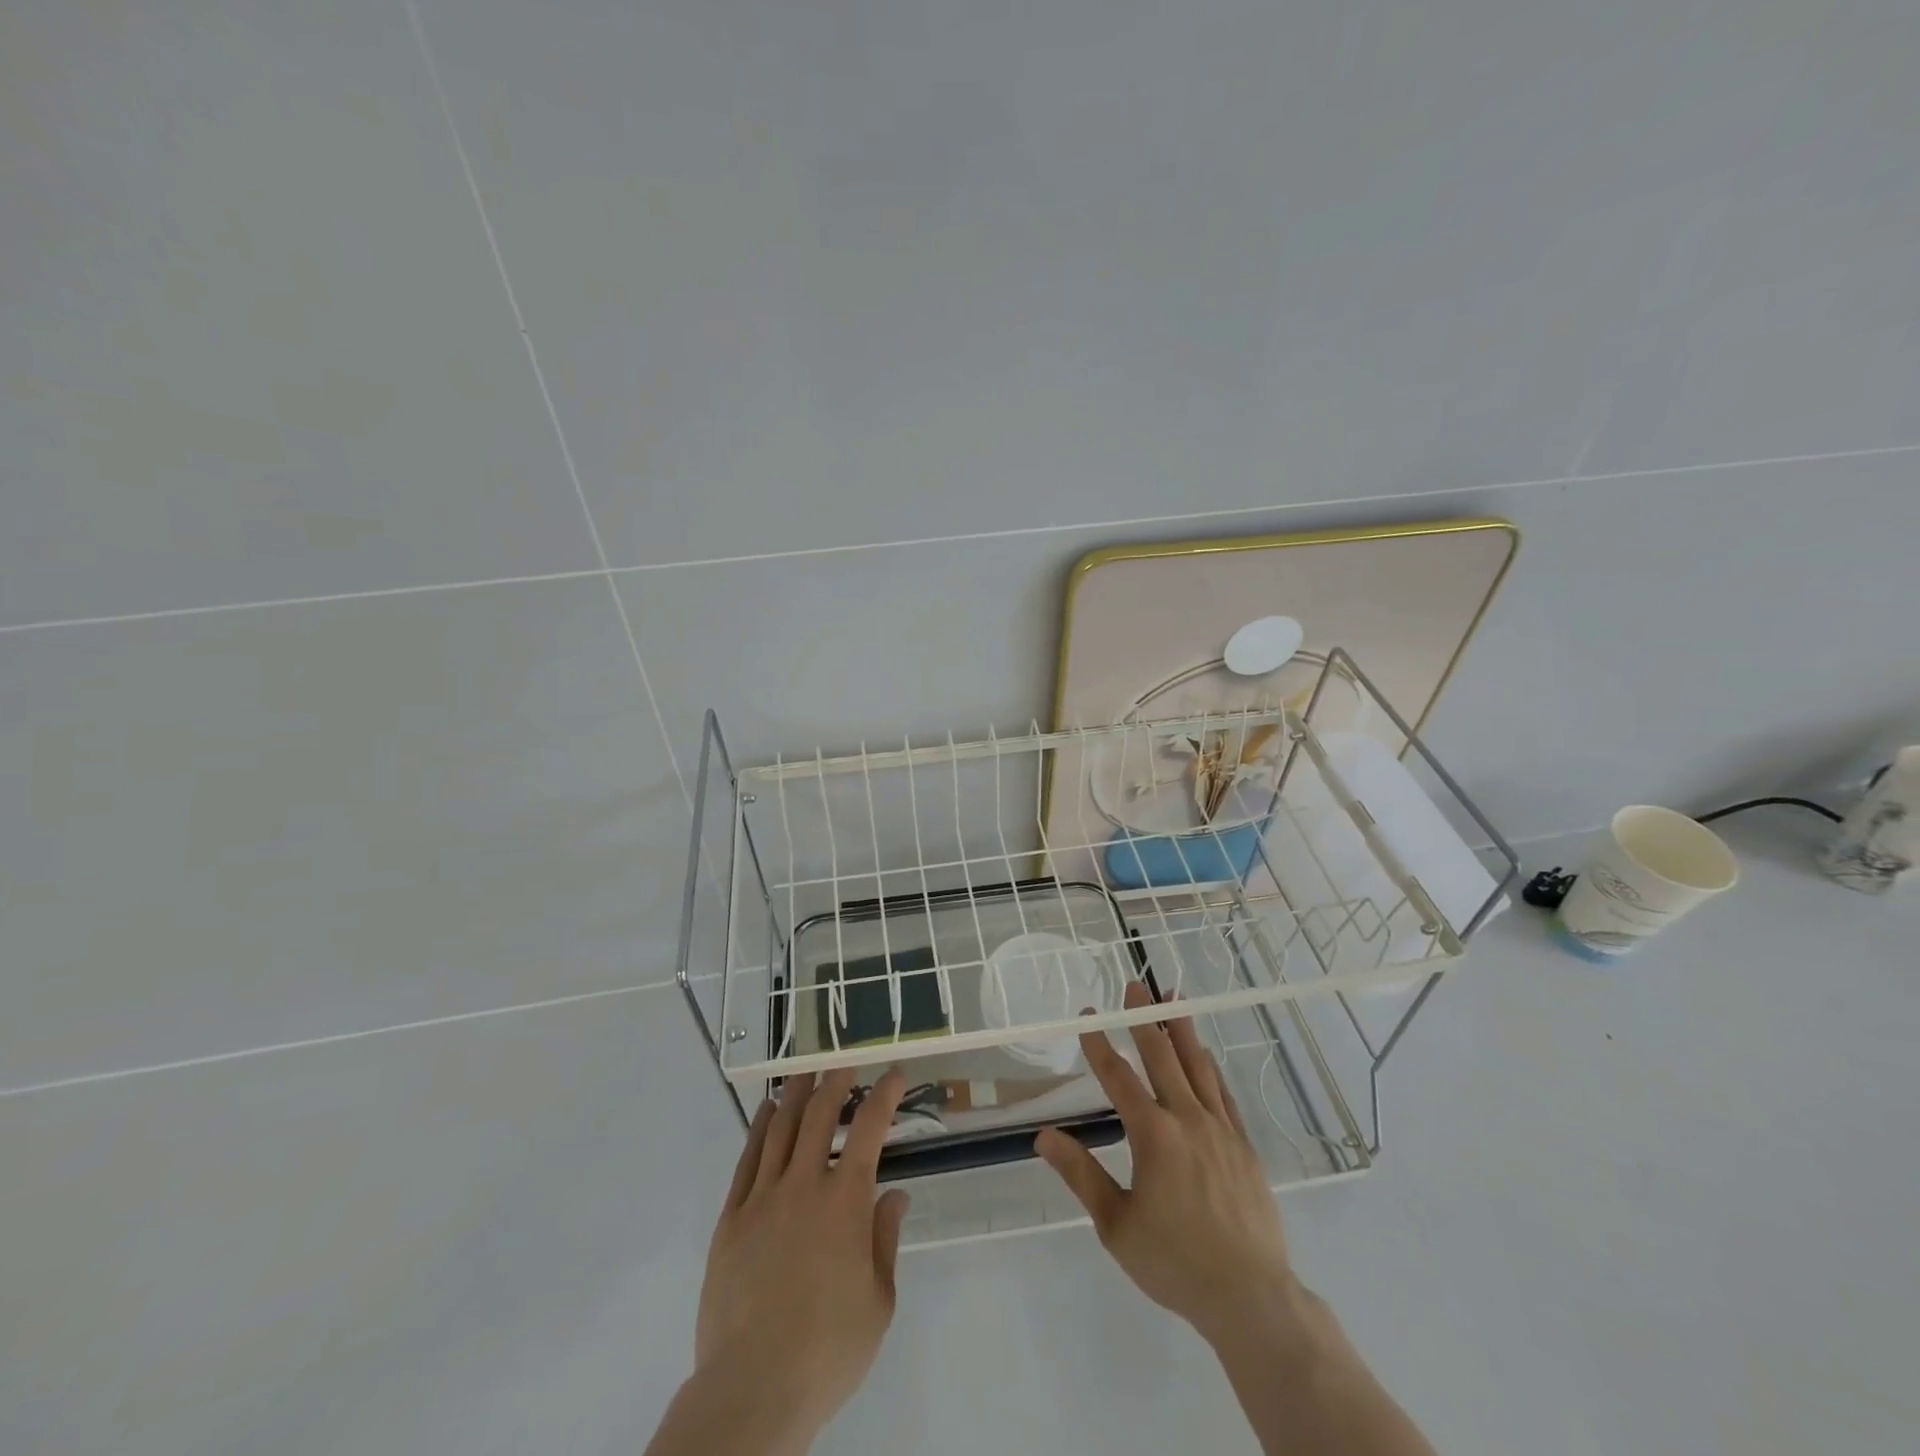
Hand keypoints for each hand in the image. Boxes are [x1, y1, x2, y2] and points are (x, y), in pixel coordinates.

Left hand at [694, 1068, 911, 1440]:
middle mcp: (803, 1186)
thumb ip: (885, 1240)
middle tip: (844, 1063)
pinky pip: (747, 1159)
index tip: (894, 1075)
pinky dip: (759, 1128)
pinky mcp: (731, 1219)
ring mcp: (762, 1199)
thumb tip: (894, 1195)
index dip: (884, 1095)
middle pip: (819, 1115)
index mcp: (845, 1202)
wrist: (753, 1387)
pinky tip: (766, 1112)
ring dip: (796, 1094)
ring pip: (780, 1128)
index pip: (869, 1129)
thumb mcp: (878, 1302)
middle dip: (835, 1081)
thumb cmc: (827, 1349)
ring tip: (805, 1071)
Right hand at [1035, 982, 1295, 1346]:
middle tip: (1135, 986)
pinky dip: (1210, 1068)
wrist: (1251, 1297)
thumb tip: (1043, 1137)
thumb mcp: (1116, 1225)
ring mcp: (1221, 1129)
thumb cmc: (1175, 1262)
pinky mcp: (1244, 1145)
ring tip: (1174, 999)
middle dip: (1144, 1018)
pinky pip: (1224, 1094)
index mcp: (1153, 1135)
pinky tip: (1205, 1057)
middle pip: (1162, 1057)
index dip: (1099, 1044)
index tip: (1087, 1016)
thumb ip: (1081, 1175)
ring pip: (1198, 1066)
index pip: (1119, 1077)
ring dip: (1182, 1030)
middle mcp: (1188, 1119)